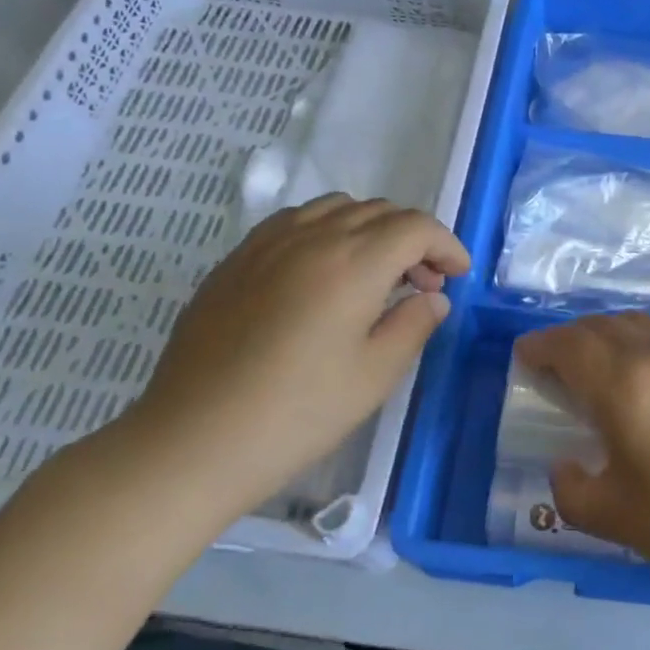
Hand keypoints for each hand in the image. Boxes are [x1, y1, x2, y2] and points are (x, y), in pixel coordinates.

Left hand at [113, 195, 468, 527]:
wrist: (192, 442)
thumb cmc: (296, 415)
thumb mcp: (374, 377)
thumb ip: (414, 325)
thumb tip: (432, 297)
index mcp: (352, 264)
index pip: (415, 227)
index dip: (446, 245)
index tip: (458, 275)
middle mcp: (312, 237)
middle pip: (380, 211)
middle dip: (414, 239)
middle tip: (423, 284)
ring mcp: (268, 243)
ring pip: (337, 207)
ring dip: (372, 228)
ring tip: (376, 273)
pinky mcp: (237, 259)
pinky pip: (296, 220)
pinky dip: (328, 229)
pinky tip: (324, 271)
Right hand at [514, 312, 649, 599]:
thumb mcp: (617, 521)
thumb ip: (570, 490)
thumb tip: (563, 462)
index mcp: (624, 387)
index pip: (569, 346)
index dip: (541, 345)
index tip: (526, 356)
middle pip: (601, 325)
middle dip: (571, 339)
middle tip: (558, 364)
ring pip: (638, 321)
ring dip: (609, 333)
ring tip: (603, 361)